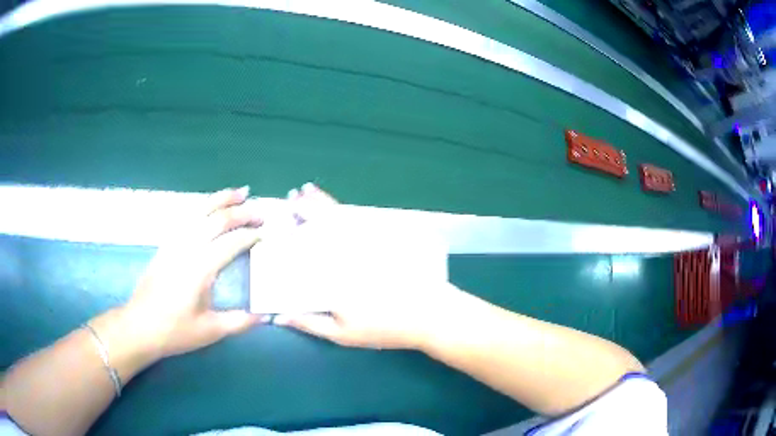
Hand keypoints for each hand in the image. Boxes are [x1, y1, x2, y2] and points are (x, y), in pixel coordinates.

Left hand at [120, 187, 263, 359]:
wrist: (139, 326)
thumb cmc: (175, 330)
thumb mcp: (210, 331)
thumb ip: (239, 322)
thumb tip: (265, 316)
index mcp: (200, 268)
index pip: (231, 242)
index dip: (250, 236)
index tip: (265, 236)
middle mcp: (187, 248)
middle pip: (217, 220)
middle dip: (241, 212)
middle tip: (260, 212)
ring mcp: (174, 243)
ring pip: (200, 211)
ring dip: (221, 199)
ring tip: (239, 192)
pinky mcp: (166, 245)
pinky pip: (187, 218)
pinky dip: (202, 207)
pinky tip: (209, 208)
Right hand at [275, 183, 453, 349]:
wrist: (430, 315)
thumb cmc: (384, 328)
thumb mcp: (343, 334)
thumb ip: (310, 323)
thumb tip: (279, 317)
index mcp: (334, 273)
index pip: (307, 247)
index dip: (293, 231)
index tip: (281, 218)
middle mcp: (350, 251)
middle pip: (324, 223)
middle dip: (308, 207)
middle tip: (295, 195)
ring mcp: (370, 242)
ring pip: (342, 217)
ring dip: (325, 204)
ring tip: (310, 191)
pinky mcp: (388, 238)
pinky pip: (363, 220)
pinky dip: (348, 211)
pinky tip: (341, 207)